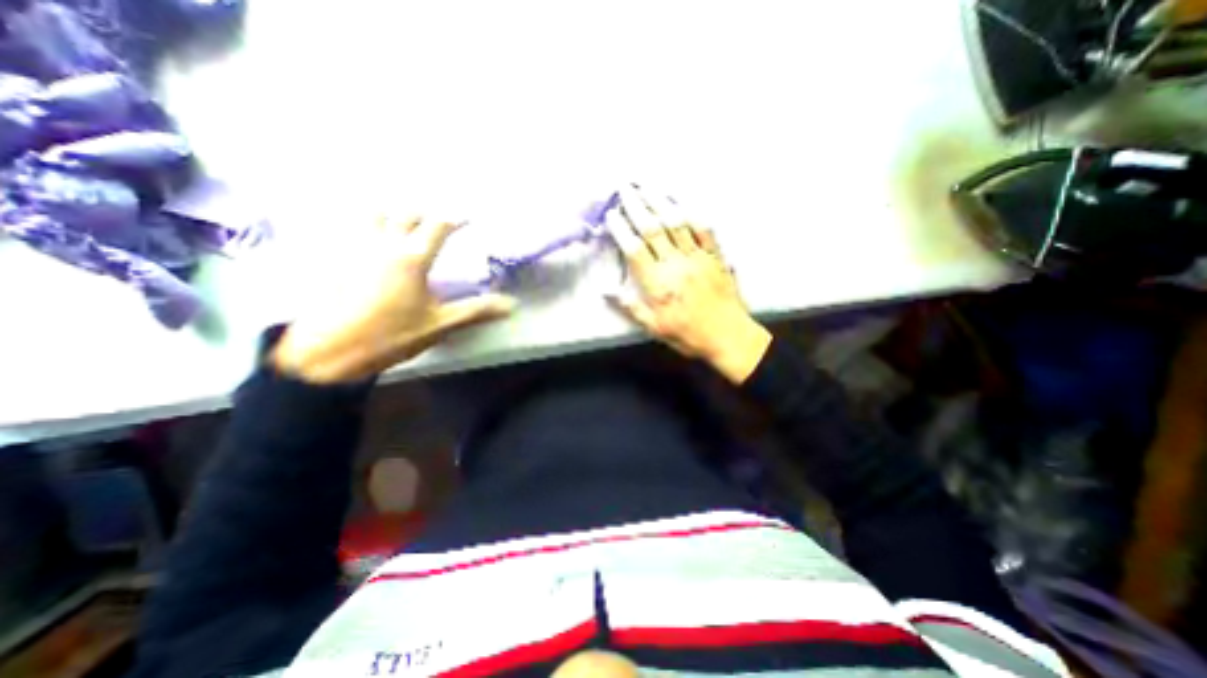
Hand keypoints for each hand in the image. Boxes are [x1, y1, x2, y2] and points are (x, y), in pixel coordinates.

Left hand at [271, 218, 514, 383]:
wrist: (332, 351)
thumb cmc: (392, 335)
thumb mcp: (441, 324)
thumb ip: (476, 311)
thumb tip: (511, 305)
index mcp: (412, 258)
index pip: (437, 227)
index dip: (455, 219)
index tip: (467, 219)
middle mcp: (384, 245)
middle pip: (405, 214)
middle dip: (424, 214)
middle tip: (437, 223)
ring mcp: (356, 249)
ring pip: (373, 215)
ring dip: (392, 214)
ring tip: (404, 225)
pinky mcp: (337, 260)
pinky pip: (353, 230)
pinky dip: (368, 227)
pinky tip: (372, 242)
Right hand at [609, 186, 766, 386]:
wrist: (728, 336)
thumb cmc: (688, 334)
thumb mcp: (654, 327)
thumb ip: (630, 307)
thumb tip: (606, 291)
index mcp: (657, 283)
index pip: (634, 249)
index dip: (621, 229)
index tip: (611, 214)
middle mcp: (675, 264)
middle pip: (653, 229)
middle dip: (637, 206)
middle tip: (625, 188)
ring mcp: (697, 257)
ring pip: (677, 223)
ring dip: (660, 202)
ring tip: (648, 187)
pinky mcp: (715, 257)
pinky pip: (704, 230)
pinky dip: (692, 214)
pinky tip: (683, 203)